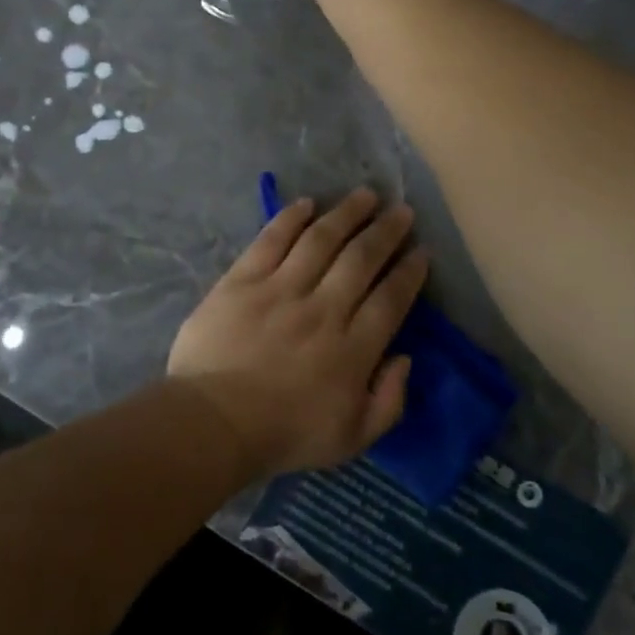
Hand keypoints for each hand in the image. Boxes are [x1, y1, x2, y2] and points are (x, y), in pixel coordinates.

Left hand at [168, 188, 428, 480]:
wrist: (213, 421)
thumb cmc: (283, 434)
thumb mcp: (352, 439)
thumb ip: (389, 401)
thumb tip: (405, 358)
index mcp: (353, 349)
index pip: (391, 299)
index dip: (409, 272)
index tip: (421, 251)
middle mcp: (324, 309)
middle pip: (362, 259)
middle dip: (387, 231)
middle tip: (402, 211)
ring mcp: (281, 289)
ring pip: (322, 239)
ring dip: (347, 213)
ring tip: (365, 196)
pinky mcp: (243, 279)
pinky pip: (272, 239)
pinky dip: (291, 217)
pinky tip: (307, 203)